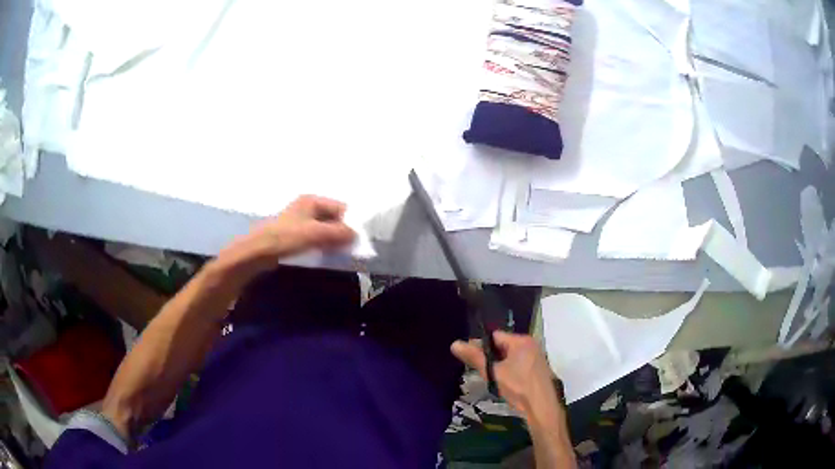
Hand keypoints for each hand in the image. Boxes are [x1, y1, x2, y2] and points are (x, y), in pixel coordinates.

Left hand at [248, 195, 355, 258]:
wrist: (258, 251)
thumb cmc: (286, 237)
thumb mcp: (316, 234)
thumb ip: (338, 233)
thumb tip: (356, 235)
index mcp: (312, 200)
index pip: (341, 207)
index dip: (350, 222)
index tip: (357, 239)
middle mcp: (307, 206)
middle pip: (333, 217)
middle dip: (341, 232)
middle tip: (349, 248)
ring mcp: (299, 220)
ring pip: (324, 228)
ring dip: (332, 239)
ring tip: (338, 252)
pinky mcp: (294, 234)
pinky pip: (314, 236)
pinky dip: (321, 244)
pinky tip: (324, 253)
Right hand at [451, 331, 561, 419]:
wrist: (541, 407)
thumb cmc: (518, 386)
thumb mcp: (493, 372)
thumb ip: (475, 357)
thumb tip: (454, 344)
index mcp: (521, 340)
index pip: (495, 335)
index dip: (481, 345)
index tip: (471, 358)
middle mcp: (531, 345)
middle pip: (503, 346)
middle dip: (490, 357)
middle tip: (479, 370)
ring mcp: (536, 357)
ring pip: (511, 357)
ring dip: (499, 366)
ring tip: (490, 378)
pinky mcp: (538, 370)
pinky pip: (519, 365)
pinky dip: (509, 371)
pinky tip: (504, 384)